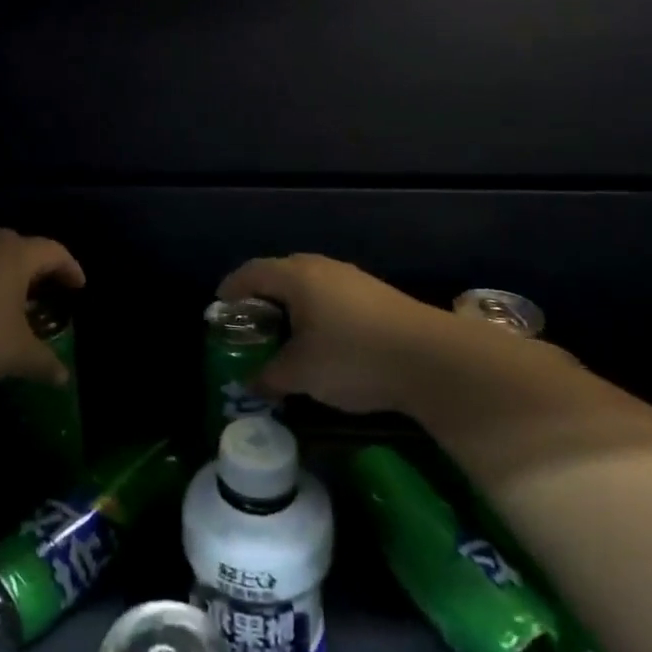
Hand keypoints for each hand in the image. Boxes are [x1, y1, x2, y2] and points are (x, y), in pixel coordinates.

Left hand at [0, 230, 83, 434]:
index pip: (54, 251)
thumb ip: (44, 362)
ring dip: (7, 282)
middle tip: (47, 298)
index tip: (79, 289)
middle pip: (22, 250)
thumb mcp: (15, 355)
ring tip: (14, 313)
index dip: (71, 269)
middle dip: (38, 273)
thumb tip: (63, 377)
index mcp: (15, 254)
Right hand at [217, 254, 454, 415]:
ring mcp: (353, 279)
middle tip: (251, 327)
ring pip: (309, 287)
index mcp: (296, 276)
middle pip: (280, 275)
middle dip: (261, 299)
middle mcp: (323, 268)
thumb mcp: (301, 373)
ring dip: (291, 308)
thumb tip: (251, 382)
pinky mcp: (377, 296)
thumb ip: (269, 376)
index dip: (231, 290)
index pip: (251, 273)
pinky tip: (322, 344)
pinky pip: (332, 298)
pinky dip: (316, 315)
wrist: (432, 359)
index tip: (219, 310)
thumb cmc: (353, 358)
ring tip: (285, 339)